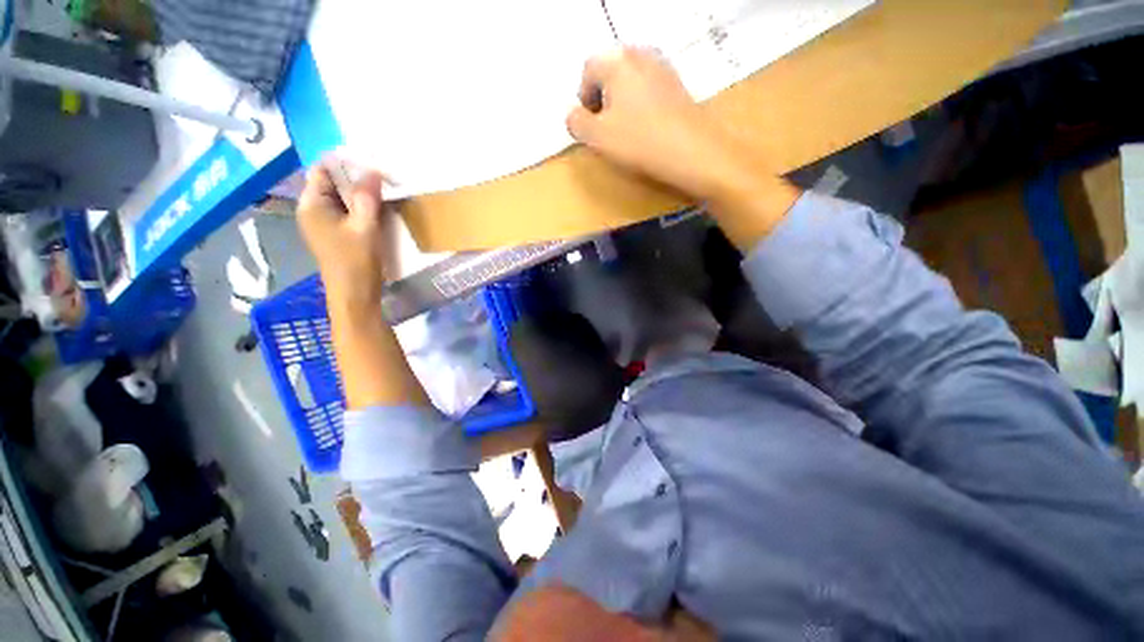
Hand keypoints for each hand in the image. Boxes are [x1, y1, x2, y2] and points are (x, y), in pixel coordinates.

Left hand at [297, 163, 394, 316]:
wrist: (355, 295)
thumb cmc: (356, 262)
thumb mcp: (364, 227)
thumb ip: (366, 197)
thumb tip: (372, 170)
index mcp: (312, 204)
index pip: (323, 170)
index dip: (345, 163)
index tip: (372, 163)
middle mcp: (313, 210)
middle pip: (333, 183)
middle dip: (356, 178)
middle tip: (383, 178)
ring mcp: (324, 224)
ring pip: (343, 199)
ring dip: (361, 194)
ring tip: (385, 192)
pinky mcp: (336, 234)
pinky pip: (348, 212)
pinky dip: (362, 208)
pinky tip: (379, 211)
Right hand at [566, 48, 737, 198]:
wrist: (692, 151)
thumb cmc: (639, 142)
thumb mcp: (597, 137)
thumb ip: (576, 123)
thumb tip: (574, 115)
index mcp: (617, 62)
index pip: (588, 70)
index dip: (584, 98)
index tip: (590, 125)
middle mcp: (641, 56)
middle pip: (611, 72)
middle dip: (603, 99)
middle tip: (606, 128)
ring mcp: (663, 69)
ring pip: (631, 82)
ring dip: (622, 103)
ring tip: (626, 131)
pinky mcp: (678, 86)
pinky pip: (650, 90)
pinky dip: (642, 106)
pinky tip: (646, 129)